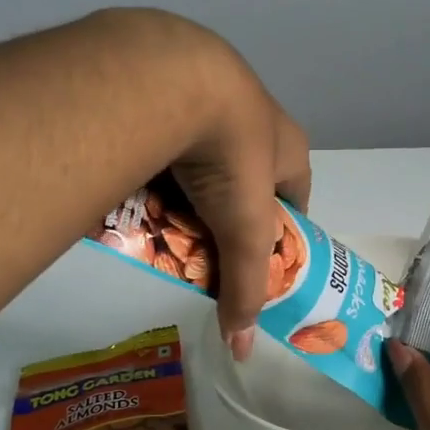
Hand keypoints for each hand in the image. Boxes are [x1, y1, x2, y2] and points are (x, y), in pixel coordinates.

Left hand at [88, 9, 310, 360]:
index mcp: (288, 145)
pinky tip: (134, 181)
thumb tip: (244, 350)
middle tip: (201, 243)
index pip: (295, 195)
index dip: (279, 229)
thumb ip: (245, 287)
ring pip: (203, 155)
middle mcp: (255, 117)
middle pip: (245, 178)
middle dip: (226, 212)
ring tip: (162, 217)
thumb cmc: (230, 156)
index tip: (257, 259)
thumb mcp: (245, 231)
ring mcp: (208, 97)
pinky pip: (166, 135)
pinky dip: (156, 160)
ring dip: (189, 185)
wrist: (170, 79)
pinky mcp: (167, 88)